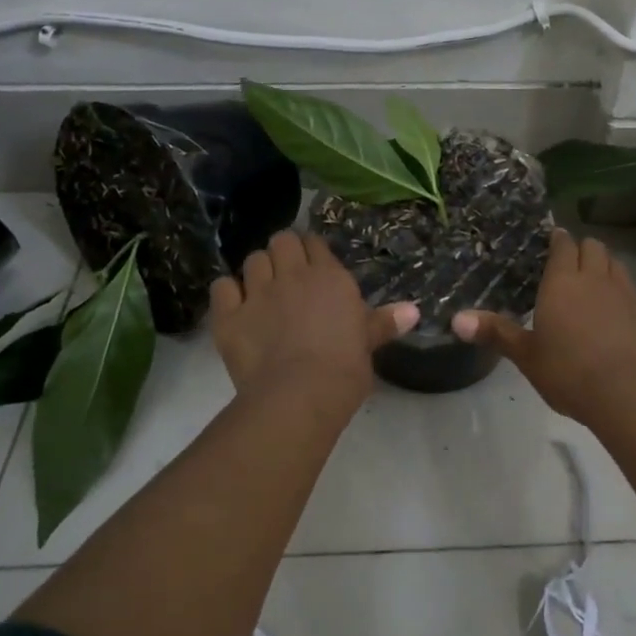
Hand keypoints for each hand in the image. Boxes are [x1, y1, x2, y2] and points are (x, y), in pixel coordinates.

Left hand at [209, 231, 418, 420]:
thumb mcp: (368, 343)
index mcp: (329, 276)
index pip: (315, 243)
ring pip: (252, 259)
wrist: (300, 395)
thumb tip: (414, 310)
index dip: (312, 253)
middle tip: (287, 275)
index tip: (314, 268)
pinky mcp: (229, 315)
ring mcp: (257, 292)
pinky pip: (222, 287)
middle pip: (281, 241)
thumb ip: (385, 321)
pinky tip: (235, 306)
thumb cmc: (344, 368)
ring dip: (258, 270)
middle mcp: (292, 274)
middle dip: (283, 252)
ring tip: (263, 290)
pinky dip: (228, 292)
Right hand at [453, 229, 635, 423]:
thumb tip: (456, 319)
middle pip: (595, 247)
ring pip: (620, 267)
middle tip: (575, 265)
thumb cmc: (567, 372)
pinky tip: (628, 321)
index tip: (555, 240)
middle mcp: (598, 279)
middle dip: (585, 250)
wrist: (627, 395)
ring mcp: (630, 295)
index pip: (563, 245)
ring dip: (608, 270)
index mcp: (563, 282)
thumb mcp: (526, 355)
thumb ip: (495, 332)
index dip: (559, 240)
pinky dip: (633, 303)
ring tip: (599, 288)